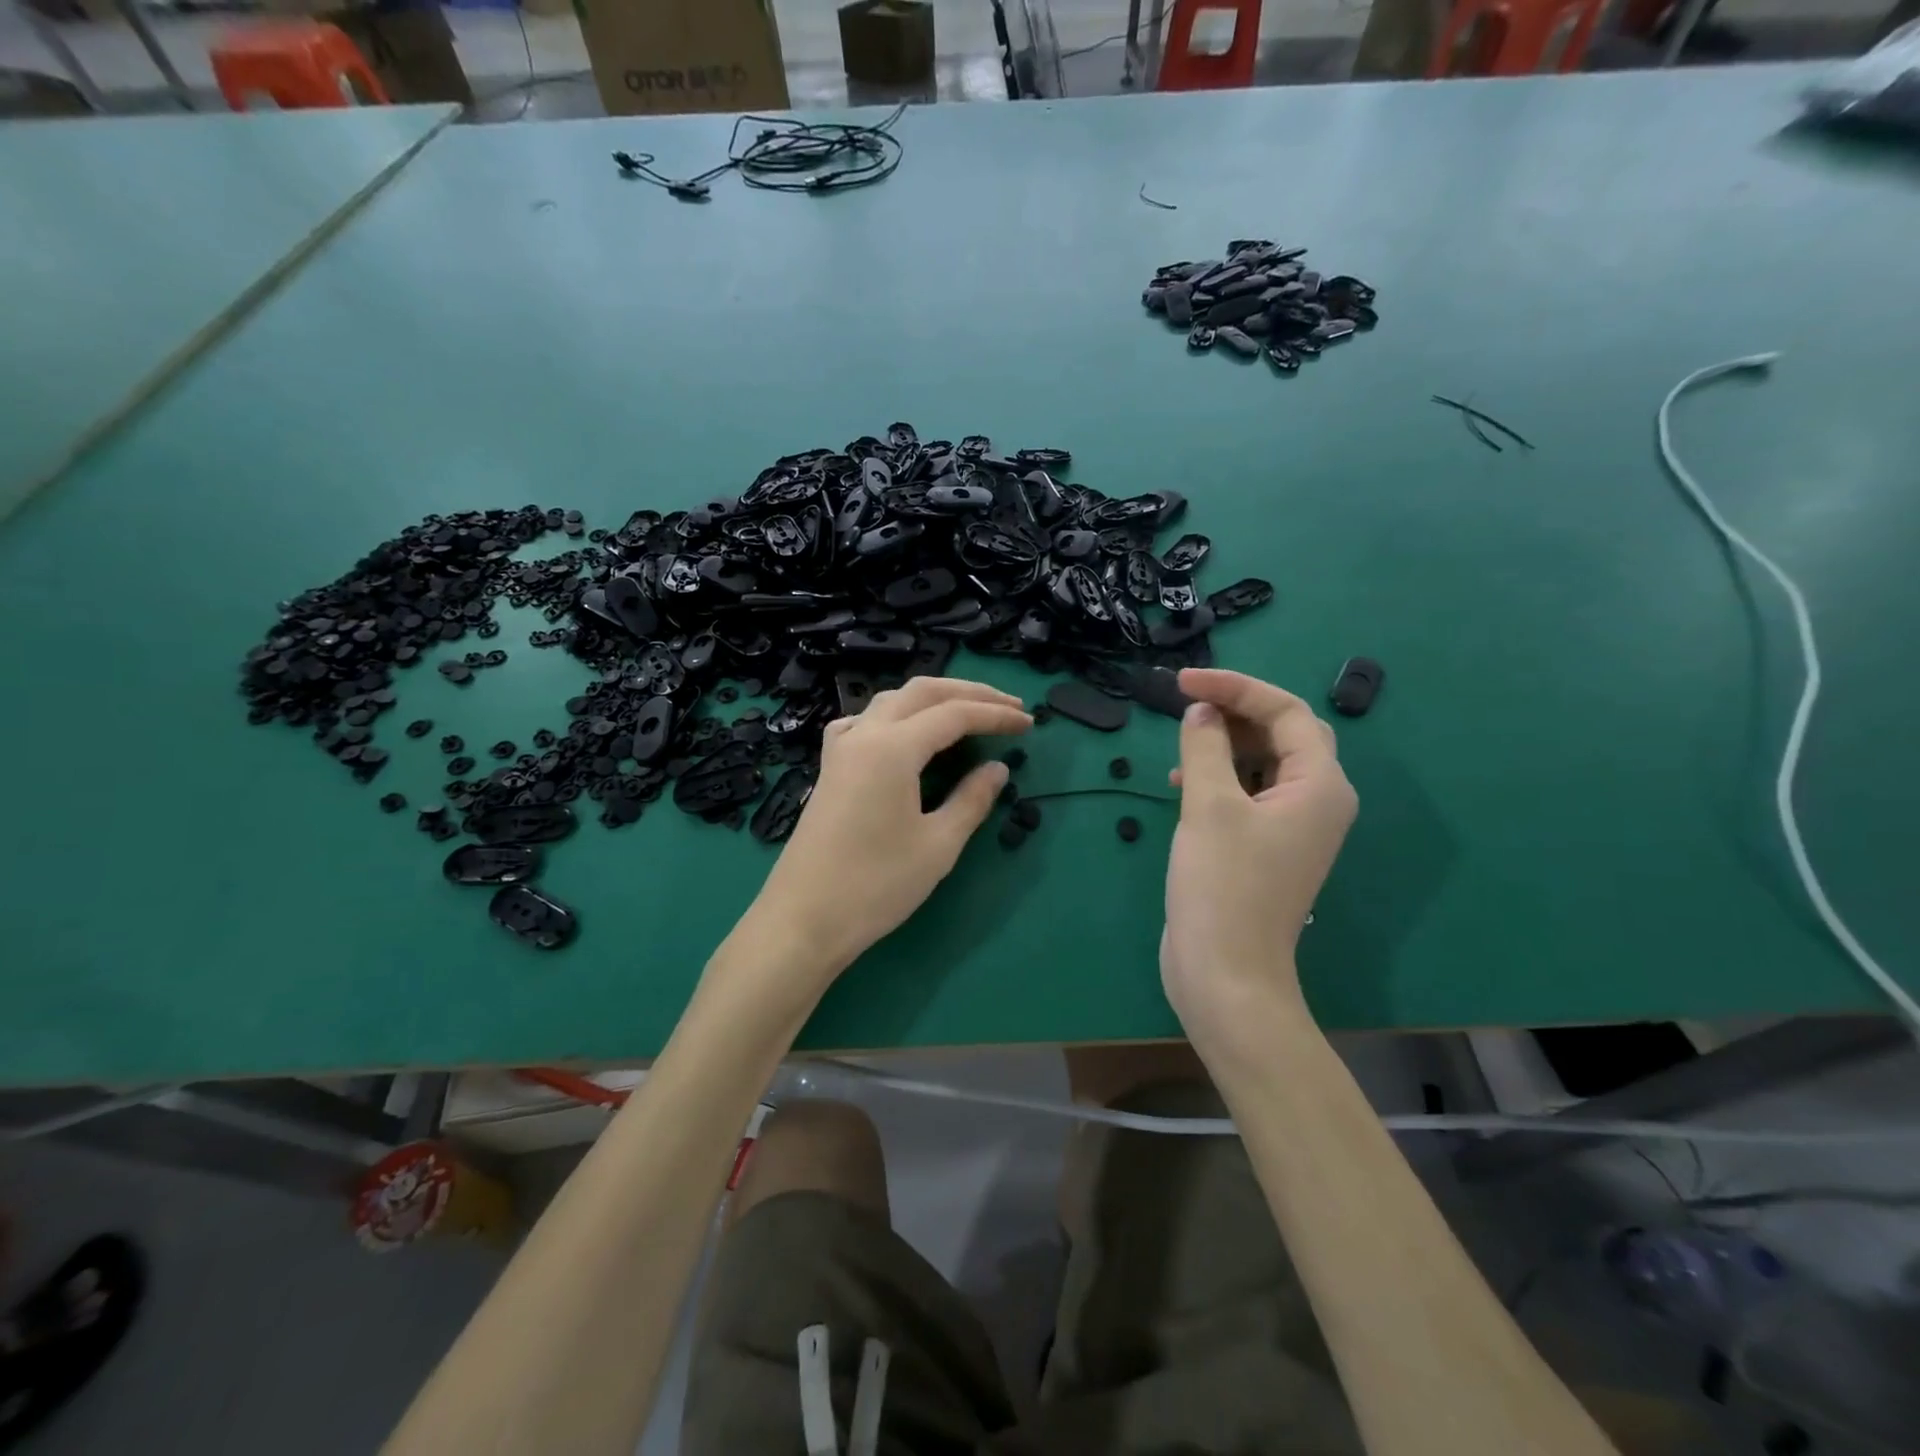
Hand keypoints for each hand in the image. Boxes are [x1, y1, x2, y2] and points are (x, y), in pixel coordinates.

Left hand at [744, 677, 1030, 987]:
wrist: (803, 920)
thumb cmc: (876, 885)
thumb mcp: (938, 845)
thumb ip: (972, 800)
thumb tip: (997, 769)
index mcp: (893, 747)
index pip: (954, 714)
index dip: (995, 716)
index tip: (1028, 724)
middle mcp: (864, 734)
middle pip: (922, 693)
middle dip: (969, 693)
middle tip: (1008, 708)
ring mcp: (841, 749)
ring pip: (891, 701)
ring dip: (933, 700)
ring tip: (967, 713)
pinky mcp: (830, 768)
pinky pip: (866, 722)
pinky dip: (897, 717)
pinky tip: (905, 736)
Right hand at [1161, 669, 1356, 1043]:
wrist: (1226, 972)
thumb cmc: (1223, 885)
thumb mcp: (1208, 805)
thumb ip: (1205, 747)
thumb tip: (1202, 712)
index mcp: (1320, 785)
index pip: (1285, 712)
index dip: (1234, 687)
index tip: (1182, 683)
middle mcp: (1318, 801)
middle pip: (1282, 733)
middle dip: (1234, 712)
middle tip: (1185, 705)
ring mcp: (1294, 827)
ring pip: (1264, 763)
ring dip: (1224, 745)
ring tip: (1181, 747)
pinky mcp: (1268, 847)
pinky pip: (1250, 793)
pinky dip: (1221, 777)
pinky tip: (1182, 784)